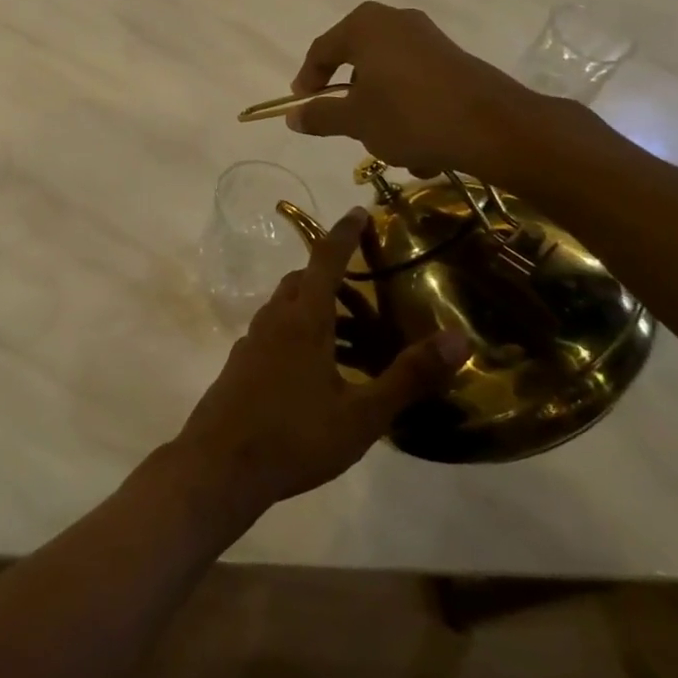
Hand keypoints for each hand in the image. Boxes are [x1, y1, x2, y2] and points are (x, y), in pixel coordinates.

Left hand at [166, 209, 470, 525]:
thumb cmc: (295, 436)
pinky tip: (318, 373)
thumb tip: (458, 338)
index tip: (358, 211)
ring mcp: (252, 342)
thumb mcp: (363, 414)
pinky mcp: (241, 365)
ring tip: (353, 343)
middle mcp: (273, 320)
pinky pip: (274, 333)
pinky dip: (299, 334)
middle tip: (368, 300)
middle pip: (303, 283)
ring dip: (317, 310)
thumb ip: (409, 376)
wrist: (220, 465)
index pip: (324, 260)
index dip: (343, 234)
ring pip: (286, 309)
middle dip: (333, 279)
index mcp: (302, 320)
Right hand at [287, 1, 554, 183]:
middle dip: (349, 97)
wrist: (494, 128)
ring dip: (381, 110)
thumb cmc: (410, 116)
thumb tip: (293, 116)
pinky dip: (408, 110)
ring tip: (385, 146)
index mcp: (364, 26)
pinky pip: (415, 83)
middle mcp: (395, 21)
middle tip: (341, 122)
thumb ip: (319, 115)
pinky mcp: (453, 58)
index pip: (321, 50)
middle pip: (356, 60)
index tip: (302, 105)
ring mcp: (428, 38)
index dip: (307, 80)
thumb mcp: (355, 121)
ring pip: (388, 76)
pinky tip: (419, 148)